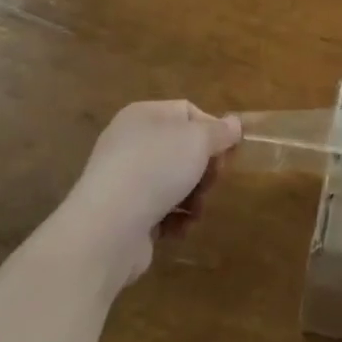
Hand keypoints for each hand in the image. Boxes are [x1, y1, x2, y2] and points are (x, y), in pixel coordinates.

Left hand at [57, 101, 241, 286]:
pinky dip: (175, 219)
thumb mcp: (198, 140)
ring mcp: (125, 179)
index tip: (228, 152)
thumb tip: (233, 123)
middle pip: (183, 150)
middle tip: (213, 182)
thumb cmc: (156, 169)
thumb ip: (220, 130)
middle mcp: (131, 143)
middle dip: (205, 169)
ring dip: (194, 197)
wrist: (108, 228)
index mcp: (144, 115)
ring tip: (195, 210)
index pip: (188, 112)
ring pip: (176, 182)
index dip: (213, 130)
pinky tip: (178, 228)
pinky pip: (161, 210)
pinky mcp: (125, 214)